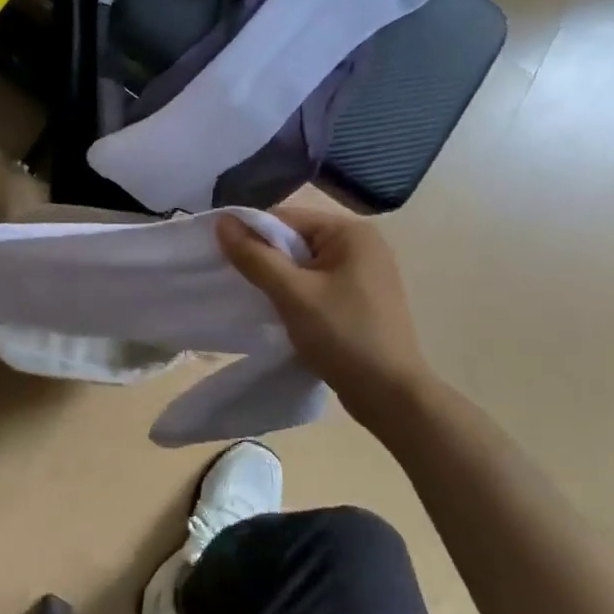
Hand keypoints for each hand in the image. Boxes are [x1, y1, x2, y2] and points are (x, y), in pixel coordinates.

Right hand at [217, 206, 435, 416]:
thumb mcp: (292, 294)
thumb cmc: (343, 336)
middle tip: (240, 285)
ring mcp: (365, 273)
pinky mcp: (361, 299)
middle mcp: (362, 244)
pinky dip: (297, 294)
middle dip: (266, 260)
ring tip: (260, 302)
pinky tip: (284, 315)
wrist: (391, 395)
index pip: (286, 218)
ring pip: (304, 265)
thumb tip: (222, 222)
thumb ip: (255, 256)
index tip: (224, 261)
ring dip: (280, 280)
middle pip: (296, 239)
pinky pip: (318, 284)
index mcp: (351, 232)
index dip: (252, 236)